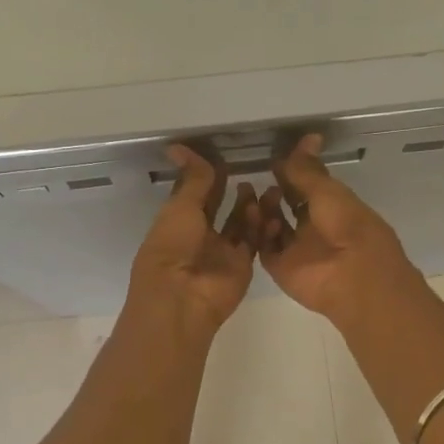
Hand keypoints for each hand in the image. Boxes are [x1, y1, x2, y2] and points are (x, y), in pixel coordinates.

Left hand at [128, 145, 256, 336]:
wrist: (183, 298)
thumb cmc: (172, 248)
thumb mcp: (181, 207)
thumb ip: (192, 179)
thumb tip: (179, 146)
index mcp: (177, 222)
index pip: (196, 194)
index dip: (208, 176)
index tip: (226, 155)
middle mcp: (199, 237)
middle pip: (220, 209)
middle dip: (233, 191)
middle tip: (251, 170)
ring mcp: (221, 252)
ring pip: (240, 224)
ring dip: (250, 206)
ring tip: (264, 189)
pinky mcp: (242, 265)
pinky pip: (254, 242)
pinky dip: (262, 226)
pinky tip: (271, 209)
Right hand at [256, 134, 421, 323]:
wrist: (353, 276)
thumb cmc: (349, 227)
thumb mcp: (328, 192)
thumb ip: (309, 170)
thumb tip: (309, 136)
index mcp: (335, 209)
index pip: (309, 187)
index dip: (293, 173)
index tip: (275, 158)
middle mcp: (315, 229)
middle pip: (289, 206)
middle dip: (275, 192)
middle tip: (259, 178)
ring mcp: (298, 250)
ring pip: (273, 226)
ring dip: (264, 210)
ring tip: (258, 197)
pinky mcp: (281, 268)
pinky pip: (264, 247)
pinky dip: (258, 232)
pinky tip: (257, 218)